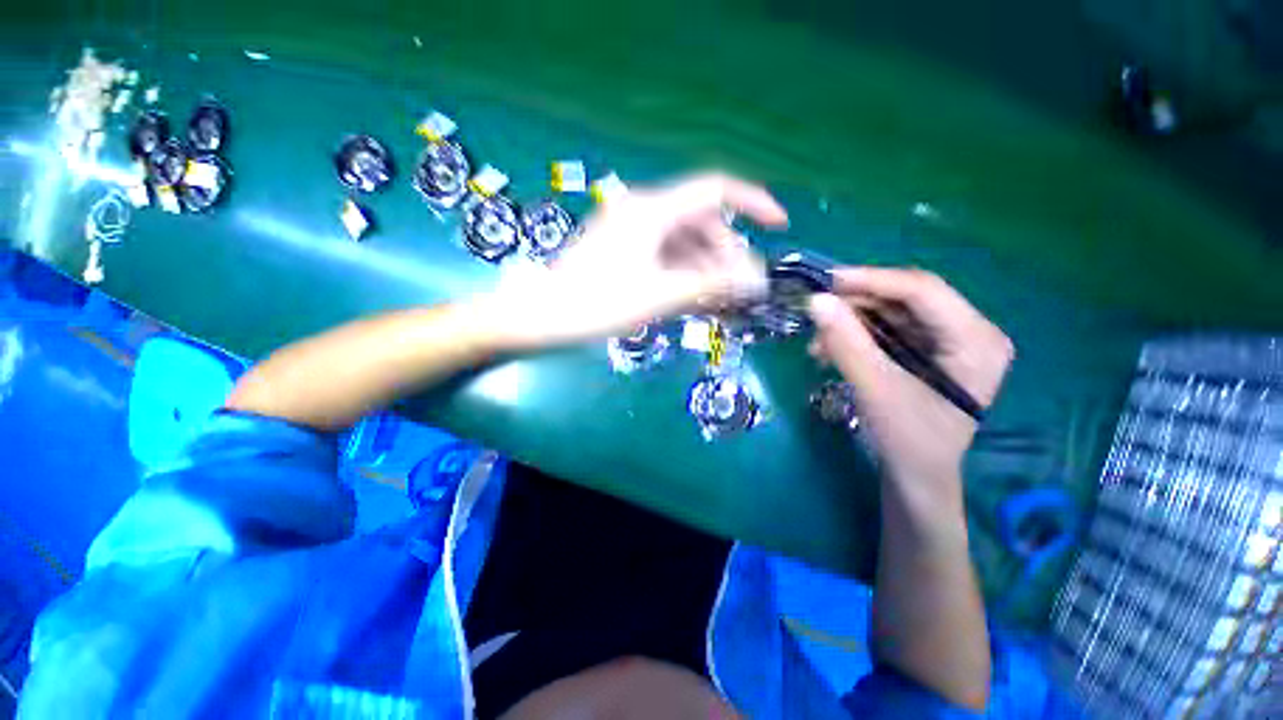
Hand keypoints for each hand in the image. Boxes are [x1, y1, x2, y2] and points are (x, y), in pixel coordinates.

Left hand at [481, 173, 787, 349]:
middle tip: (739, 289)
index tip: (779, 225)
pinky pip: (667, 257)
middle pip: (702, 223)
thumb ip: (711, 286)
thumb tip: (757, 281)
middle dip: (727, 254)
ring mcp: (632, 233)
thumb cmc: (597, 304)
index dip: (752, 203)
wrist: (541, 317)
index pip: (715, 190)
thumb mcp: (660, 296)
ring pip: (685, 244)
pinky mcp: (625, 252)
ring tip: (720, 301)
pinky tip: (695, 297)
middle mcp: (644, 213)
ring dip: (707, 269)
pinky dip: (685, 274)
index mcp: (652, 211)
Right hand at [807, 268, 1012, 491]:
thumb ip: (846, 343)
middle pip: (906, 298)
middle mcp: (969, 330)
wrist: (916, 476)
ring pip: (891, 312)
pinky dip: (855, 336)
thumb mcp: (875, 389)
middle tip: (816, 314)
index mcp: (977, 339)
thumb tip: (815, 300)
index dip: (871, 280)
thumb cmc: (907, 440)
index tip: (825, 282)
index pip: (923, 291)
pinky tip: (829, 351)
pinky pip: (886, 328)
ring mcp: (948, 340)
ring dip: (850, 323)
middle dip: (856, 305)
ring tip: (817, 345)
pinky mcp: (928, 350)